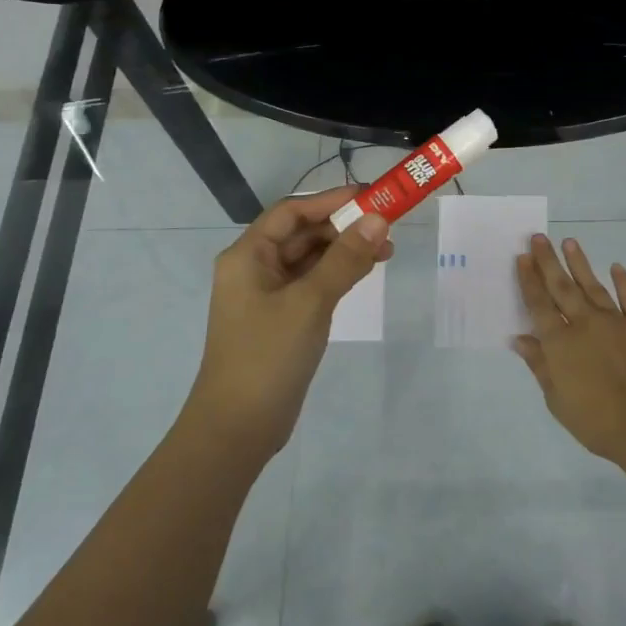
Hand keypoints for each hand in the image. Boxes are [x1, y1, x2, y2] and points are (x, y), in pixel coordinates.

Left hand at [190, 186, 391, 460]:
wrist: (238, 428)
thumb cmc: (268, 356)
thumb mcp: (310, 302)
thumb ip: (345, 259)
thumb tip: (379, 219)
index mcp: (248, 255)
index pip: (293, 212)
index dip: (331, 200)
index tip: (372, 197)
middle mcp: (255, 268)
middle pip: (303, 233)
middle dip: (344, 227)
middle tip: (388, 227)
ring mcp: (268, 295)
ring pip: (310, 259)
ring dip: (344, 250)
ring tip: (386, 251)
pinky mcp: (282, 318)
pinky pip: (312, 283)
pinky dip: (338, 274)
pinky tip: (364, 273)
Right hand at [512, 234, 625, 466]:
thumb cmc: (596, 421)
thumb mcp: (557, 400)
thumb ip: (539, 365)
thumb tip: (520, 337)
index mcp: (560, 343)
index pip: (539, 304)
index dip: (529, 280)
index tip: (523, 257)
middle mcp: (584, 323)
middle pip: (562, 287)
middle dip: (548, 261)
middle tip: (539, 238)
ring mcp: (616, 320)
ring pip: (593, 285)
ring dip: (579, 263)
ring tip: (569, 242)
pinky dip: (624, 281)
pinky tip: (616, 267)